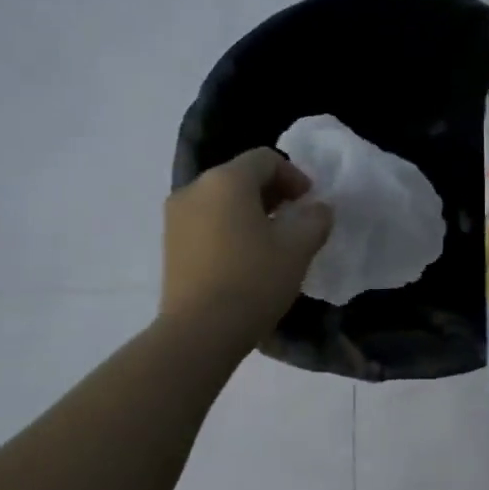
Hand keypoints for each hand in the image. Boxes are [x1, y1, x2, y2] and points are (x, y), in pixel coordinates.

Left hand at [160, 148, 332, 345]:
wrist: (200, 330)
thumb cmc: (254, 280)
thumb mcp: (298, 248)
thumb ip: (315, 219)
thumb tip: (318, 208)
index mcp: (226, 180)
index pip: (265, 159)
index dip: (294, 175)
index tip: (310, 202)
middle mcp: (195, 189)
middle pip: (240, 176)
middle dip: (273, 192)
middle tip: (296, 219)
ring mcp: (176, 216)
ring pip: (221, 200)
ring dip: (251, 211)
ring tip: (272, 241)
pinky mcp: (170, 243)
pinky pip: (207, 221)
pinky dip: (230, 227)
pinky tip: (246, 257)